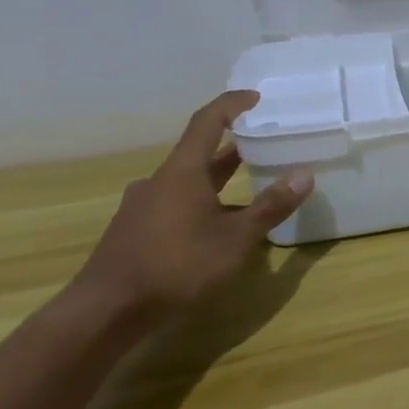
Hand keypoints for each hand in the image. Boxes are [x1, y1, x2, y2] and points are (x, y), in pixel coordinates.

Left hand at [73, 90, 312, 316]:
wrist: (105, 312)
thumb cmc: (176, 266)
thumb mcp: (236, 239)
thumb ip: (270, 207)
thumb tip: (304, 176)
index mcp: (182, 172)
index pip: (208, 122)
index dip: (232, 104)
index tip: (255, 97)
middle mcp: (159, 182)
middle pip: (199, 153)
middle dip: (233, 147)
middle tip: (265, 144)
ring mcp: (143, 207)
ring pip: (187, 182)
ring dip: (218, 180)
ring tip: (250, 187)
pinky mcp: (135, 232)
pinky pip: (175, 205)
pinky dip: (202, 204)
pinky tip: (218, 228)